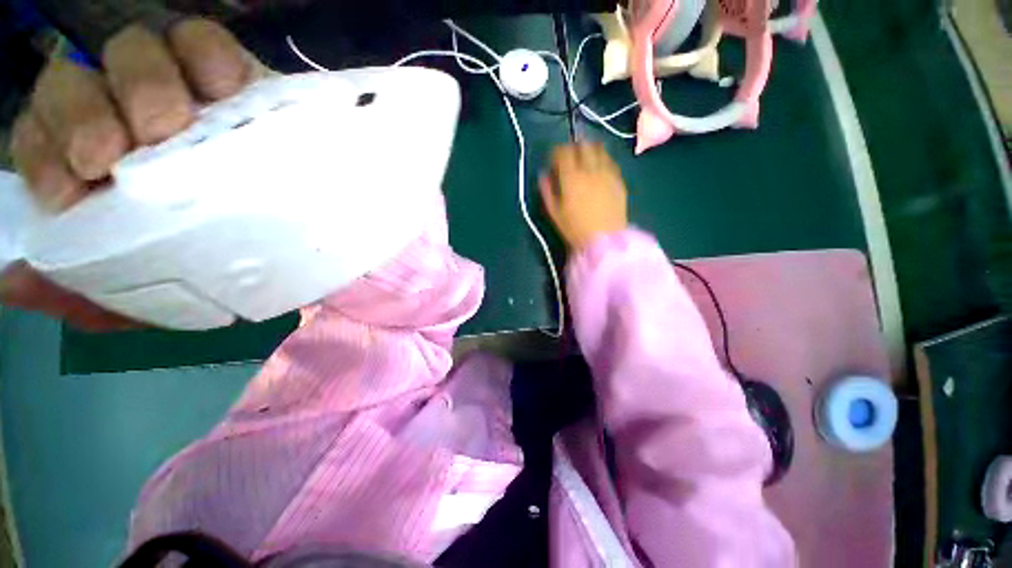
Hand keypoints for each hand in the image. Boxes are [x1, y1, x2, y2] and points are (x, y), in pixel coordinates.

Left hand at [3, 18, 266, 329]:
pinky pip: (204, 40)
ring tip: (173, 128)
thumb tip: (15, 282)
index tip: (74, 188)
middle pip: (77, 82)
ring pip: (133, 51)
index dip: (43, 148)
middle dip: (83, 116)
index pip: (42, 133)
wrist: (304, 249)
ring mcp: (186, 94)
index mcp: (99, 166)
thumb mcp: (146, 296)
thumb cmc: (227, 270)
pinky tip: (222, 87)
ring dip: (140, 82)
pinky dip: (203, 52)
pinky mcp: (241, 83)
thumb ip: (80, 289)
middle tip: (115, 160)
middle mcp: (129, 119)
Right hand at [539, 143, 628, 252]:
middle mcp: (590, 169)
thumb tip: (543, 175)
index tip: (553, 160)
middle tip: (569, 157)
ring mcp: (607, 172)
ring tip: (585, 160)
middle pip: (582, 145)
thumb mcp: (554, 213)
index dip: (556, 152)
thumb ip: (547, 191)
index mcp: (571, 178)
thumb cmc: (575, 229)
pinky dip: (602, 160)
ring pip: (599, 149)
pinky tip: (599, 170)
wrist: (604, 239)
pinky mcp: (619, 179)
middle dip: (573, 147)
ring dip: (589, 150)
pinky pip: (610, 161)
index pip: (563, 152)